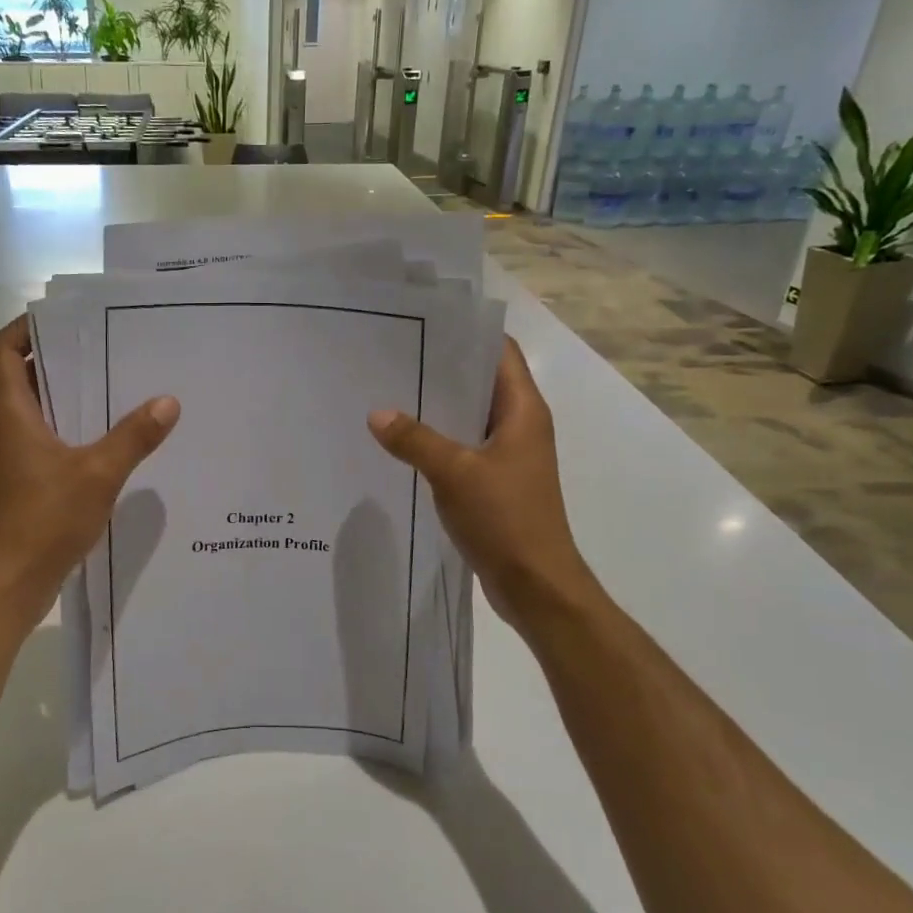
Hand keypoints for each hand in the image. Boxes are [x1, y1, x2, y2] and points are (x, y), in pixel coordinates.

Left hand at [0, 317, 179, 628]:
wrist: (8, 586)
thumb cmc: (42, 521)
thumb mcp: (97, 474)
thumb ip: (133, 437)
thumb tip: (168, 401)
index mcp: (11, 413)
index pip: (2, 351)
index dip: (26, 328)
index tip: (67, 319)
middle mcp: (7, 428)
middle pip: (25, 376)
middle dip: (63, 357)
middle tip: (110, 345)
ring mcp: (15, 457)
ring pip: (41, 410)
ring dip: (73, 395)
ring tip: (120, 383)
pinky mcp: (27, 482)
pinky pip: (51, 440)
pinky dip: (76, 429)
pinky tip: (115, 437)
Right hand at [367, 337, 593, 627]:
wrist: (536, 585)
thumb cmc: (506, 519)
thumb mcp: (455, 474)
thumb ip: (415, 440)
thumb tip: (377, 413)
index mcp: (524, 411)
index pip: (500, 353)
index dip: (466, 335)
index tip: (422, 326)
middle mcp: (520, 427)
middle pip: (481, 383)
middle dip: (441, 371)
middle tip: (391, 360)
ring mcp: (509, 457)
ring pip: (469, 419)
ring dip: (436, 409)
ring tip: (389, 395)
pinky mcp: (495, 484)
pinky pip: (463, 450)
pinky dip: (437, 442)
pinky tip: (401, 444)